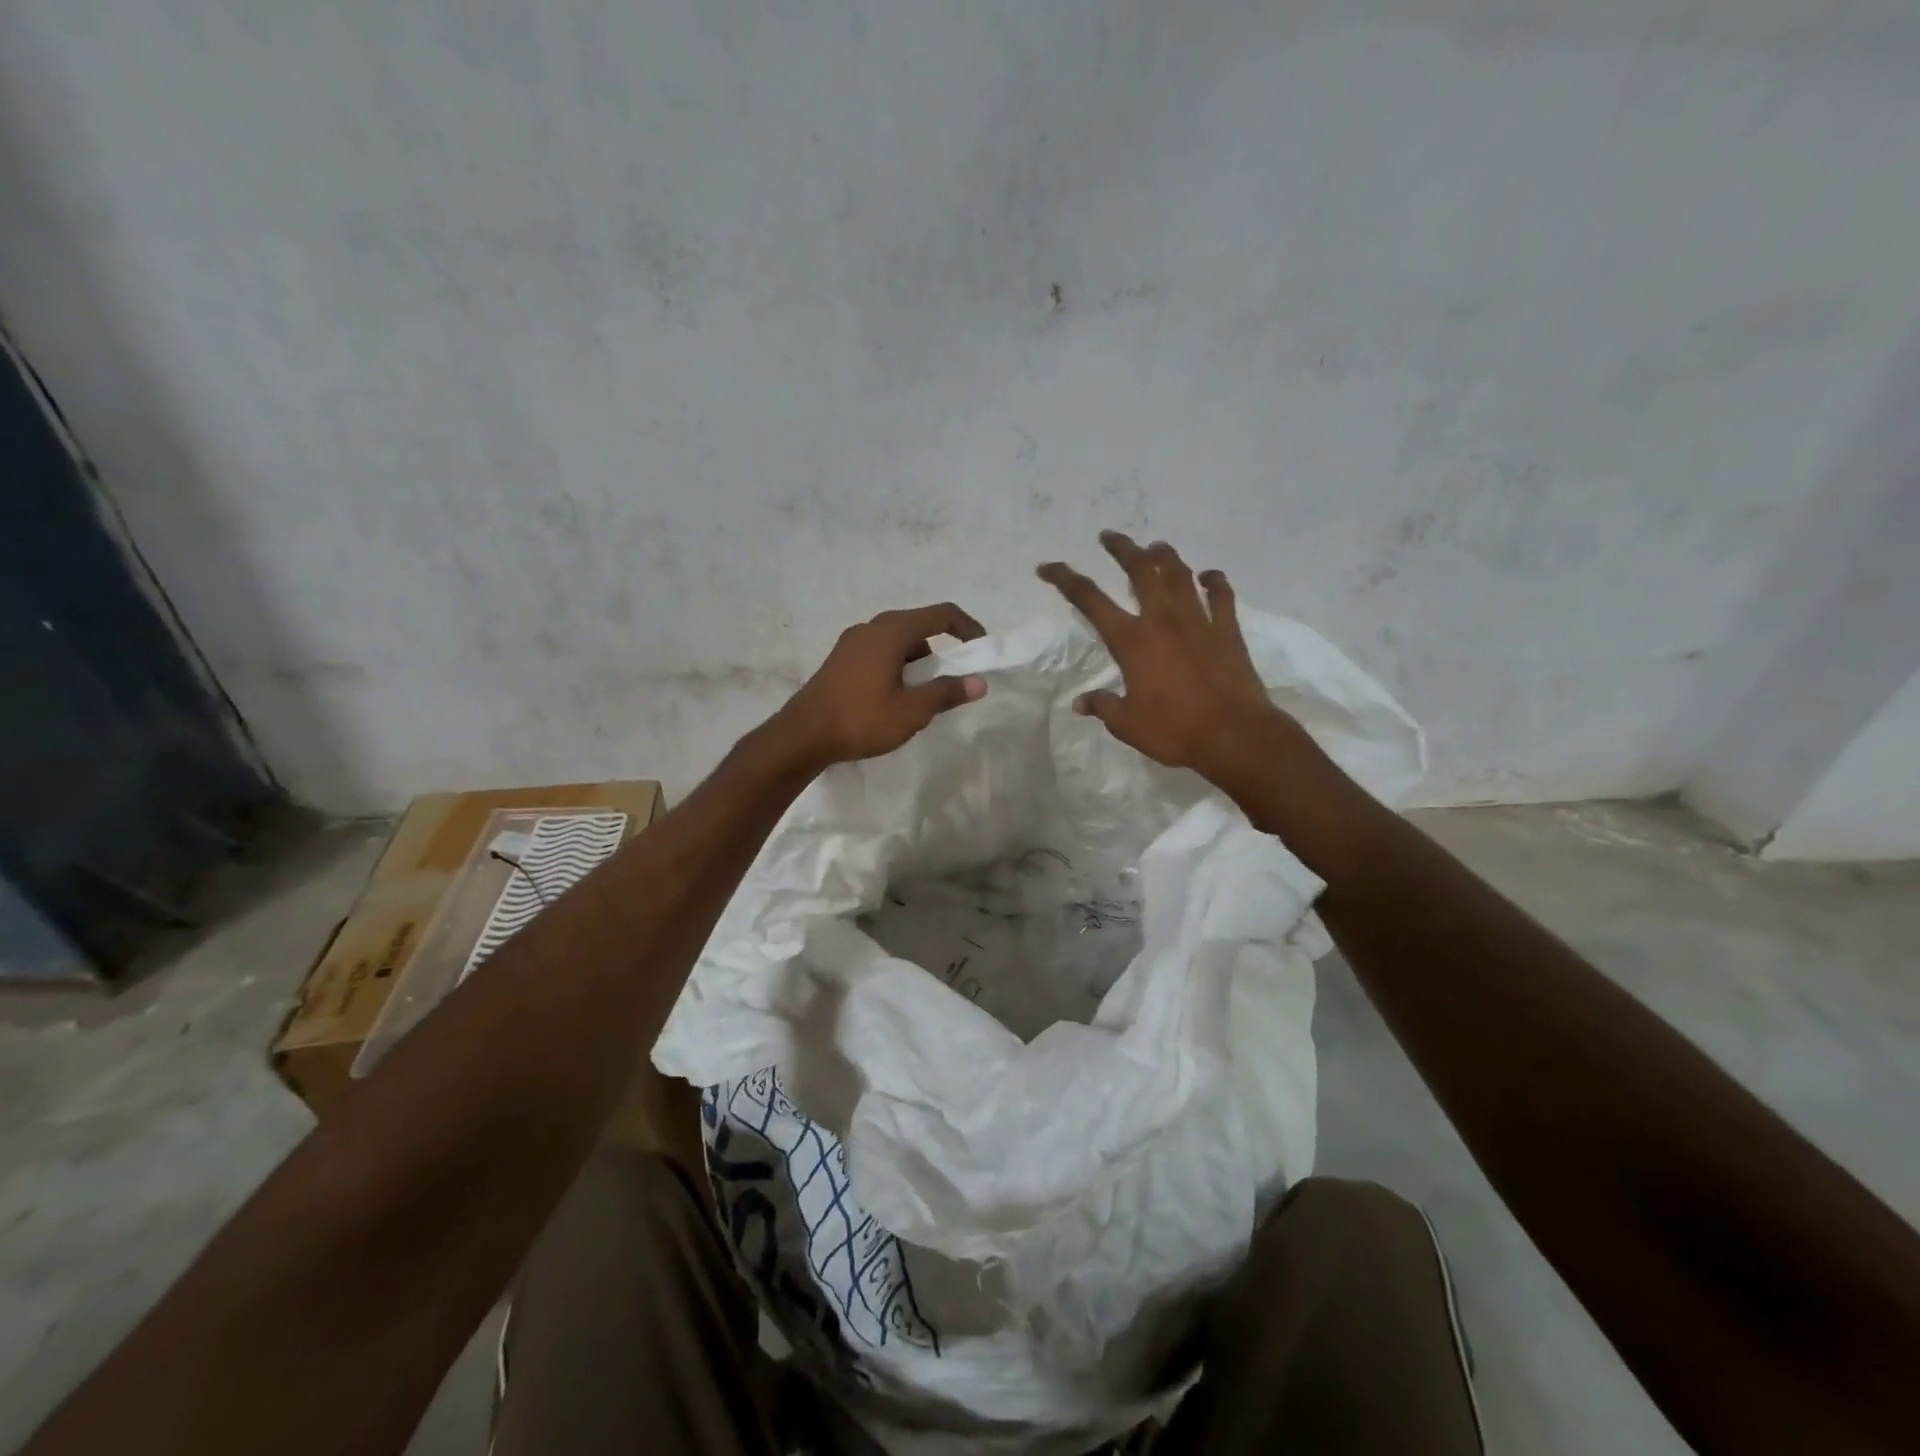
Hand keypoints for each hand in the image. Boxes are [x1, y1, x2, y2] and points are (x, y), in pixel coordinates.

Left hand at [775, 604, 987, 767]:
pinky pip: (879, 653)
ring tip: (920, 698)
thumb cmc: (861, 719)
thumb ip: (947, 693)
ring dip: (916, 663)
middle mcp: (871, 627)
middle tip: (950, 682)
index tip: (981, 649)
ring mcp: (851, 642)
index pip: (941, 614)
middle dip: (941, 651)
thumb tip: (979, 682)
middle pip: (918, 627)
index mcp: (892, 631)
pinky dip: (896, 667)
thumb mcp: (912, 711)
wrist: (802, 736)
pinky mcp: (839, 660)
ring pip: (897, 642)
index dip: (967, 627)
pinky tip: (892, 699)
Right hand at [1038, 532, 1290, 776]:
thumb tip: (1081, 703)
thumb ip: (1103, 707)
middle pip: (1139, 569)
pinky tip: (1209, 577)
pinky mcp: (1227, 630)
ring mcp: (1199, 621)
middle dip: (1122, 548)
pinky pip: (1222, 595)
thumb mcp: (1127, 725)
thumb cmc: (1174, 731)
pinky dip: (1215, 582)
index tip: (1047, 567)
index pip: (1089, 599)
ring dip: (1164, 556)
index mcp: (1132, 641)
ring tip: (1154, 548)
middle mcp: (1163, 620)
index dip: (1064, 579)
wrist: (1234, 735)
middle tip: (1109, 537)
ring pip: (1180, 574)